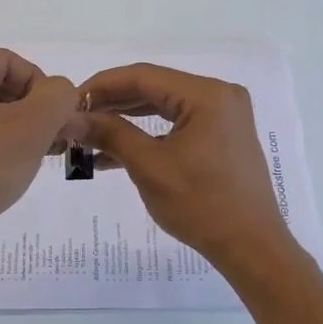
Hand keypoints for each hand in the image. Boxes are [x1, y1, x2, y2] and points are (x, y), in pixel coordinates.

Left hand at [0, 48, 78, 263]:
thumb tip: (59, 91)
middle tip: (50, 143)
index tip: (57, 123)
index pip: (14, 63)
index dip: (43, 89)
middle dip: (31, 110)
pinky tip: (1, 172)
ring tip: (29, 160)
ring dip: (14, 130)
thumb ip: (58, 97)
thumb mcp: (33, 127)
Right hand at [72, 63, 301, 272]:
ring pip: (164, 106)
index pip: (143, 76)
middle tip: (76, 119)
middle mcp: (219, 95)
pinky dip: (149, 135)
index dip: (102, 86)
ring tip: (89, 136)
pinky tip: (115, 152)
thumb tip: (71, 118)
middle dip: (112, 104)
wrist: (252, 247)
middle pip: (154, 88)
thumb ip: (110, 134)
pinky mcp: (223, 135)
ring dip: (127, 120)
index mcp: (207, 94)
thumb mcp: (149, 167)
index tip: (70, 102)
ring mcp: (224, 115)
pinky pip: (178, 124)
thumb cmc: (201, 205)